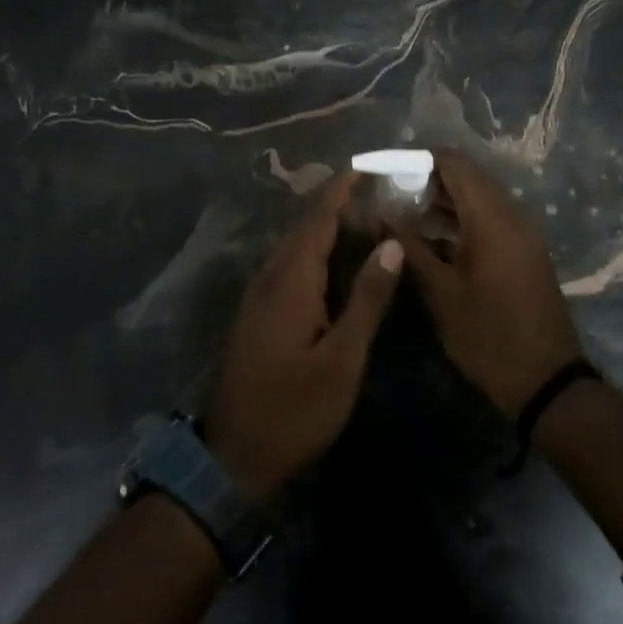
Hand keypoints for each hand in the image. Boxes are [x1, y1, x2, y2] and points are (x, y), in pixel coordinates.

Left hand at [204, 173, 402, 500]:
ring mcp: (257, 296)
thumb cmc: (294, 411)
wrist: (232, 457)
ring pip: (293, 245)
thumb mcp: (342, 361)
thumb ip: (366, 300)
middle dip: (335, 202)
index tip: (367, 166)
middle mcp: (269, 277)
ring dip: (323, 224)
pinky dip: (313, 249)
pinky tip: (333, 259)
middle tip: (374, 188)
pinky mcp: (256, 313)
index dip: (341, 190)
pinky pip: (287, 264)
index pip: (318, 219)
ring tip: (360, 214)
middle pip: (303, 226)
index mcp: (290, 281)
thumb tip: (390, 246)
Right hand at [392, 149, 583, 418]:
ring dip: (444, 199)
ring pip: (479, 198)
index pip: (455, 163)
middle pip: (468, 177)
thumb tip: (380, 215)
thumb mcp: (441, 293)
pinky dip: (461, 218)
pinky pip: (490, 219)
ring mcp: (521, 234)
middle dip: (428, 178)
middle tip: (391, 191)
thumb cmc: (488, 336)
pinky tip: (432, 236)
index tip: (388, 169)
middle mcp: (511, 216)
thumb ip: (410, 248)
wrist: (547, 382)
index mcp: (492, 218)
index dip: (419, 159)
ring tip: (404, 211)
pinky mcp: (524, 252)